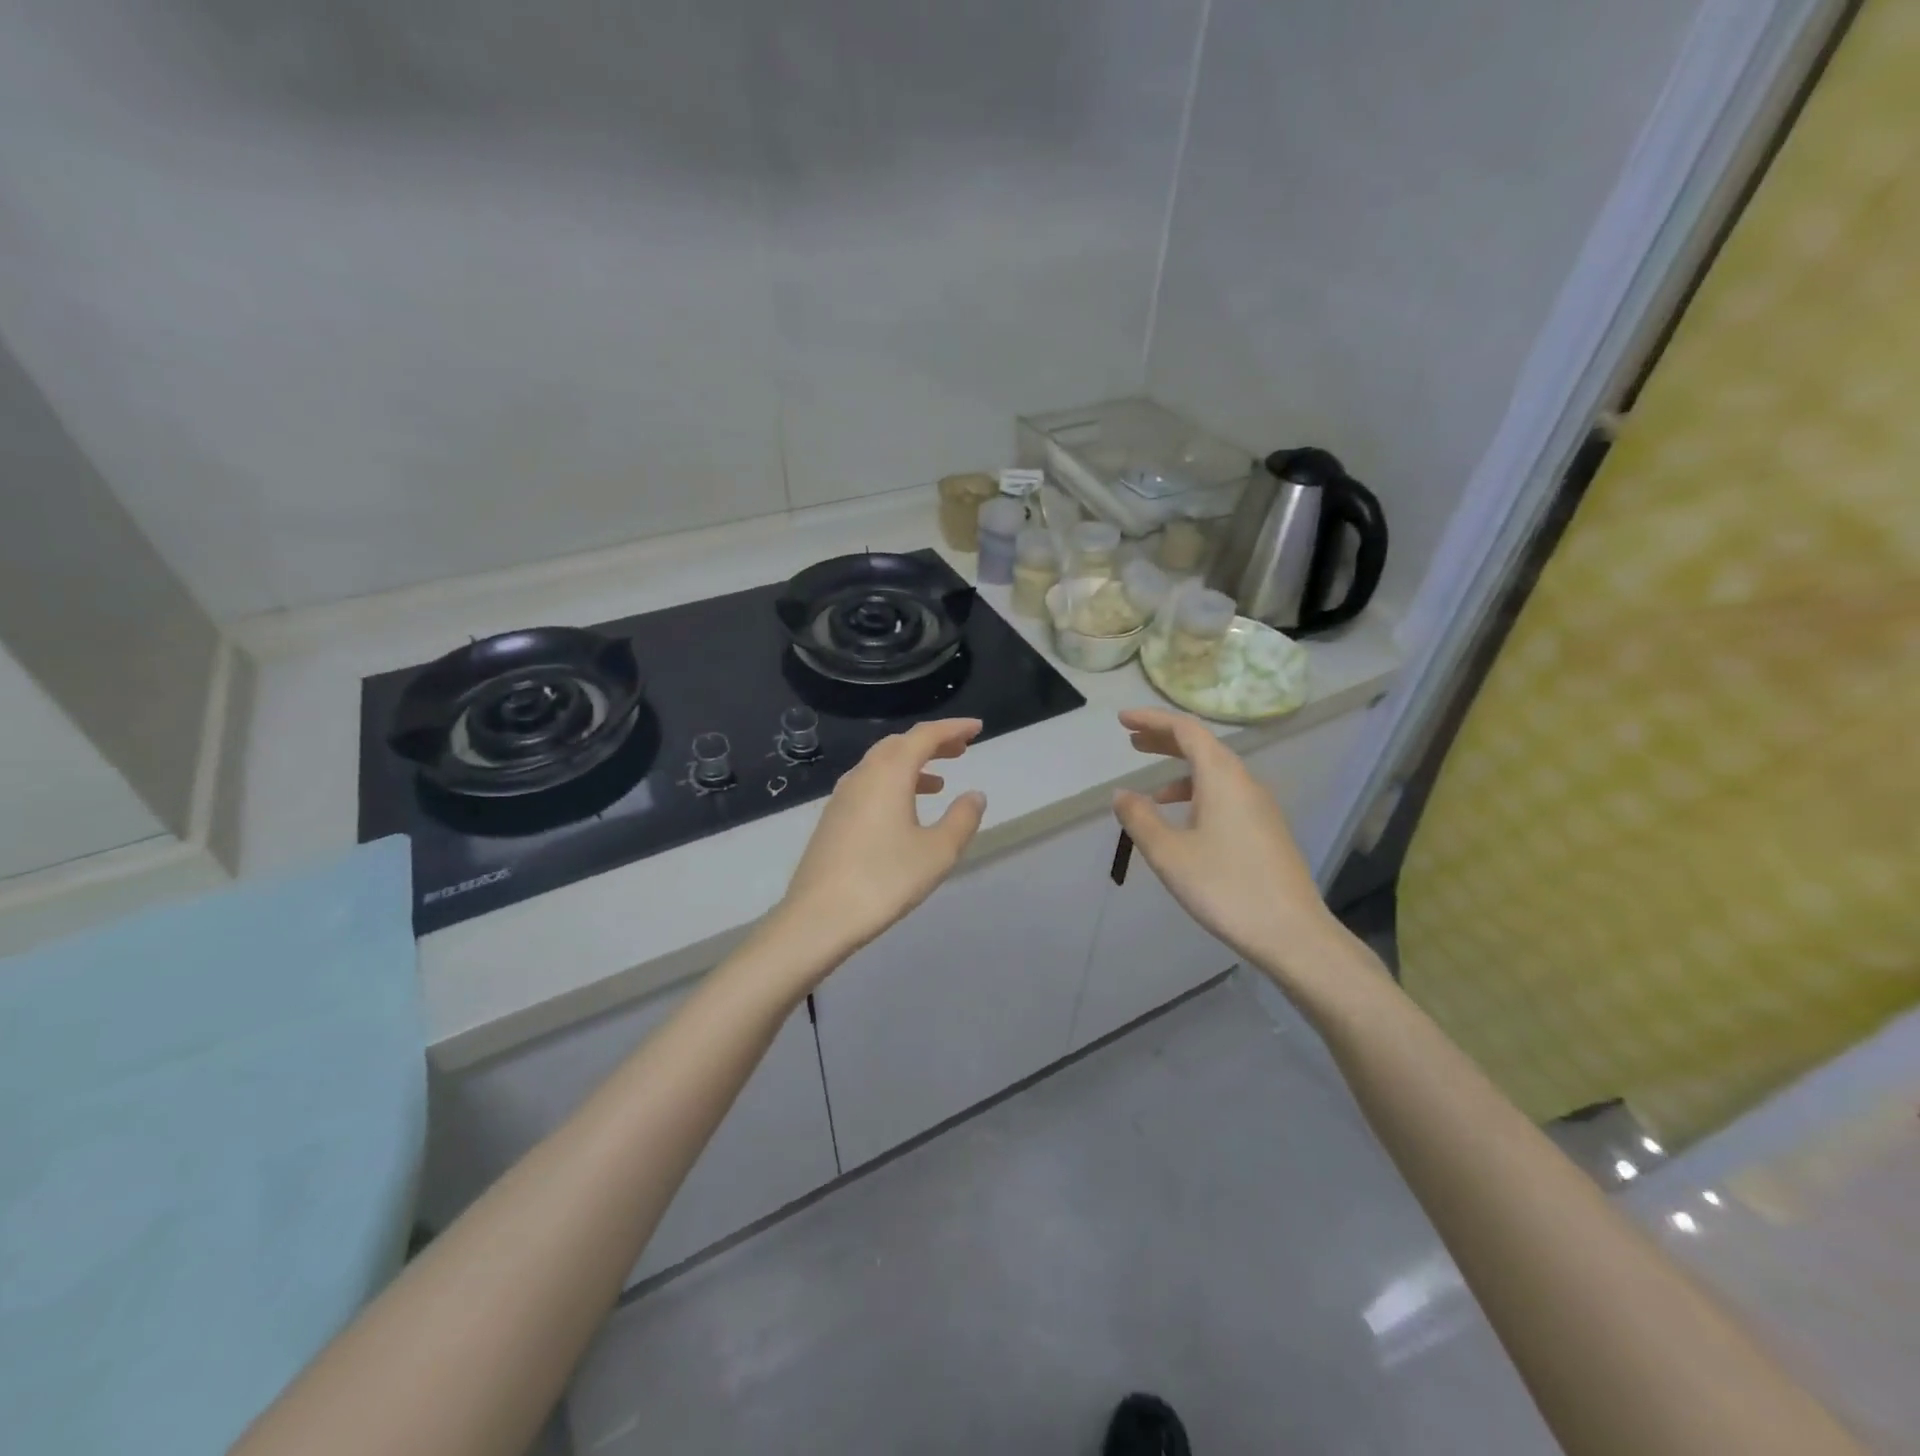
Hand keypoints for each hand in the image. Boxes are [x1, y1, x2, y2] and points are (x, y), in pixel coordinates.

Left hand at [774, 718, 987, 966]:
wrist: (819, 917)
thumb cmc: (884, 880)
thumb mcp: (937, 852)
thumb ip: (962, 819)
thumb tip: (974, 795)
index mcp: (889, 773)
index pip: (924, 736)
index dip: (953, 728)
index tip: (977, 728)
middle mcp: (862, 775)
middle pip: (900, 744)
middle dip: (932, 743)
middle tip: (961, 750)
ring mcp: (842, 797)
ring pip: (881, 765)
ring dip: (912, 765)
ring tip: (939, 782)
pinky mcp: (832, 819)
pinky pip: (868, 785)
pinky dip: (893, 784)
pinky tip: (904, 811)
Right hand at [1111, 708, 1340, 979]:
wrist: (1293, 934)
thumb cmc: (1224, 887)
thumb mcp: (1169, 853)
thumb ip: (1140, 818)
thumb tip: (1122, 794)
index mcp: (1222, 777)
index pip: (1185, 730)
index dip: (1152, 720)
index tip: (1122, 720)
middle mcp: (1245, 783)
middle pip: (1202, 747)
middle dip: (1165, 740)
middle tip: (1132, 741)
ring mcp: (1260, 807)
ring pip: (1216, 774)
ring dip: (1181, 772)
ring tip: (1151, 791)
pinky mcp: (1267, 831)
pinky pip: (1227, 796)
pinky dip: (1198, 795)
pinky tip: (1185, 824)